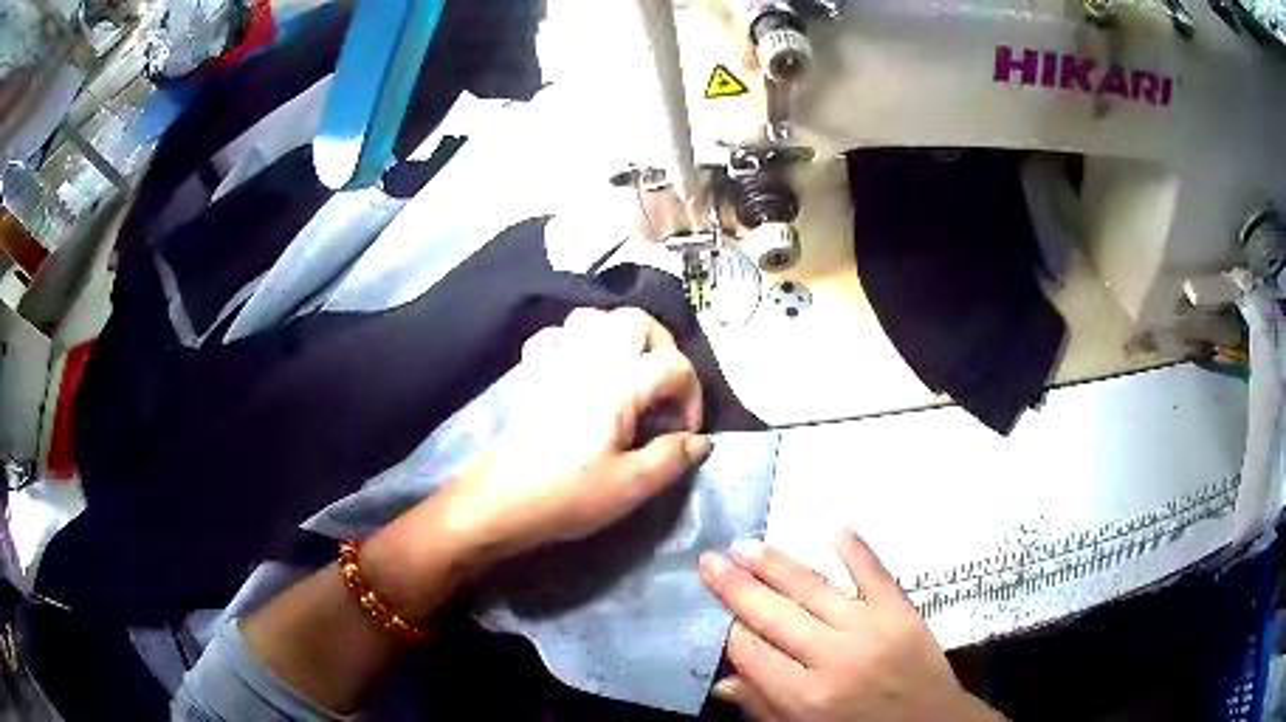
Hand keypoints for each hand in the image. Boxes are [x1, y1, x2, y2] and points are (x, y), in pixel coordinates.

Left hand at [447, 307, 711, 557]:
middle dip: (663, 348)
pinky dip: (573, 342)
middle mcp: (591, 359)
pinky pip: (555, 336)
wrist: (503, 499)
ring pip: (594, 317)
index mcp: (620, 383)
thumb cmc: (569, 493)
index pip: (675, 365)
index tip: (684, 432)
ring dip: (619, 336)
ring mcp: (557, 360)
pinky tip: (580, 367)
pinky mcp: (533, 372)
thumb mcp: (632, 485)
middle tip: (665, 388)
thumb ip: (672, 457)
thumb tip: (699, 441)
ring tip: (628, 370)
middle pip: (637, 321)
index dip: (692, 395)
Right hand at [700, 530, 1005, 721]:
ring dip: (777, 564)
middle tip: (709, 560)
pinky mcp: (902, 611)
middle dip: (737, 587)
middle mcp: (832, 658)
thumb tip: (723, 680)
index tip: (720, 617)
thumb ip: (764, 707)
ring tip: (745, 545)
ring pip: (814, 588)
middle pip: (775, 615)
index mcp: (804, 697)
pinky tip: (831, 526)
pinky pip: (875, 573)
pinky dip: (855, 548)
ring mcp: (870, 629)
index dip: (731, 632)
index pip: (752, 653)